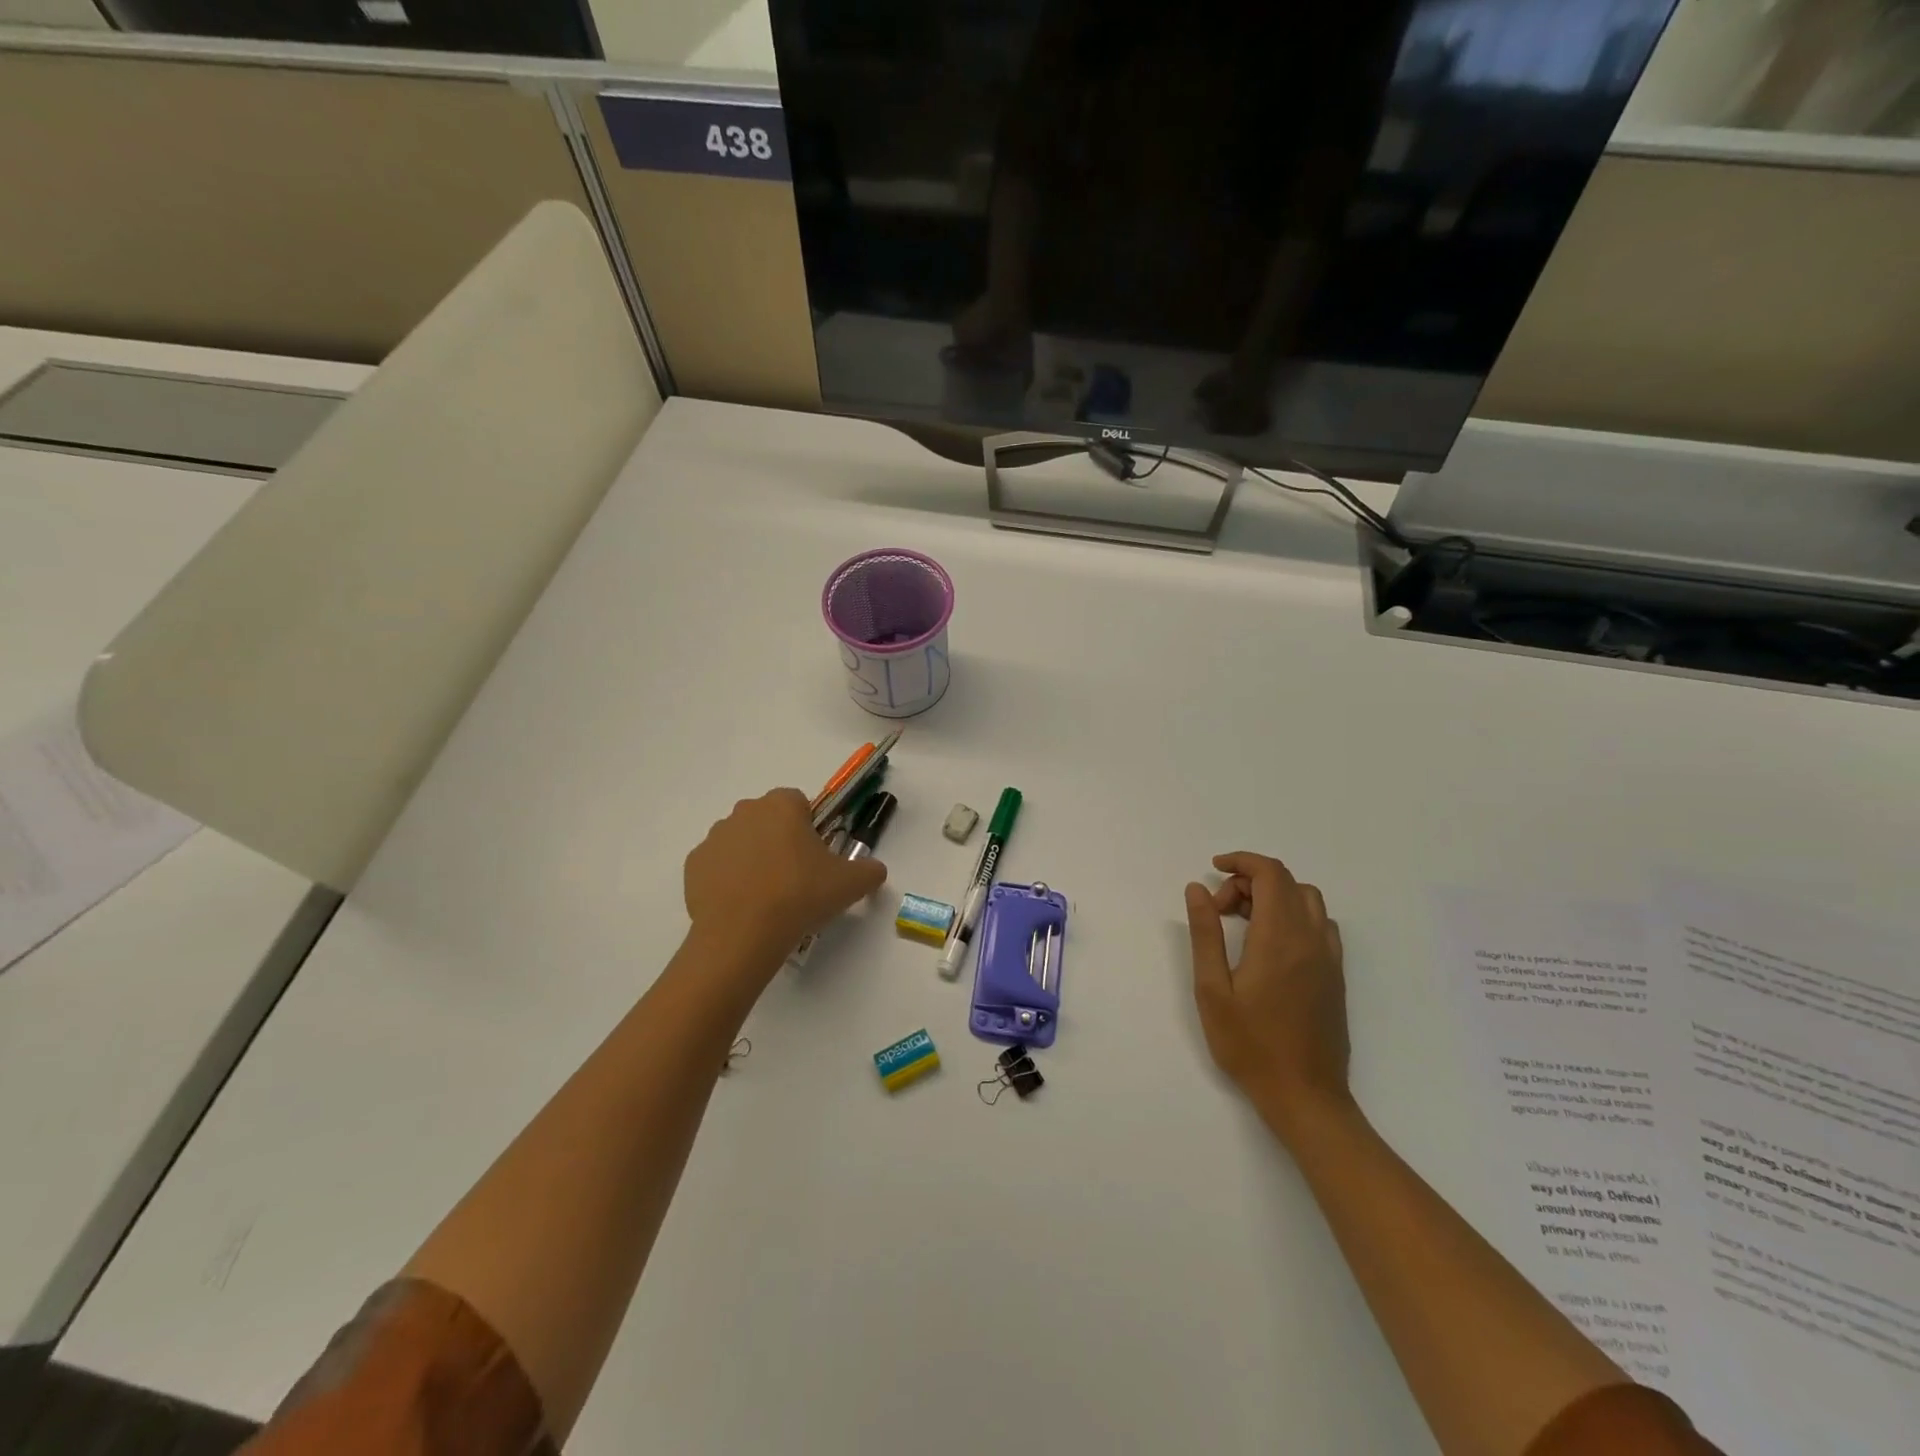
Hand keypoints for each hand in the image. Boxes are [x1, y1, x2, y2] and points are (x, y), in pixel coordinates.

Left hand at [685, 789, 886, 968]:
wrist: (743, 934)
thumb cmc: (800, 896)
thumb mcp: (850, 884)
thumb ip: (869, 870)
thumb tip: (875, 870)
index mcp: (781, 805)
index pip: (799, 802)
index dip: (810, 827)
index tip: (817, 856)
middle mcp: (745, 811)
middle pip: (768, 819)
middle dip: (780, 840)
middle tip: (796, 878)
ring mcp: (715, 837)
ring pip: (742, 841)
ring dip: (754, 858)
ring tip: (768, 897)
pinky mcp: (694, 865)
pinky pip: (718, 866)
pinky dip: (729, 880)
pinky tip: (743, 906)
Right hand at [1184, 852, 1351, 1141]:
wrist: (1305, 1096)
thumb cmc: (1250, 1045)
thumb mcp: (1212, 989)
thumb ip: (1206, 933)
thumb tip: (1199, 889)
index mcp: (1279, 938)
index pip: (1270, 874)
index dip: (1241, 861)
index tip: (1213, 869)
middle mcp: (1310, 939)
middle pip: (1287, 882)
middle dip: (1249, 881)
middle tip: (1220, 910)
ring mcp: (1328, 958)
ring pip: (1307, 900)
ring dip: (1274, 896)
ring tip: (1243, 923)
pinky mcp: (1335, 976)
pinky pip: (1320, 924)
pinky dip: (1294, 915)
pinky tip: (1271, 944)